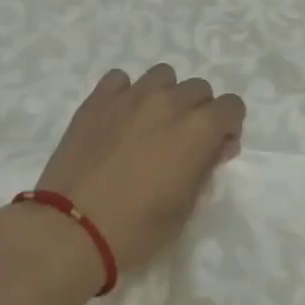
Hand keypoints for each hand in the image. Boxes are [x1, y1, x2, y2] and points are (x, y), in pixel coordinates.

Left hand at [33, 64, 245, 275]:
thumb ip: (205, 166)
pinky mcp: (98, 99)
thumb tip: (216, 144)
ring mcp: (131, 95)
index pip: (232, 105)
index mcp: (198, 129)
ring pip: (162, 76)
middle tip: (180, 143)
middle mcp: (170, 101)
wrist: (72, 228)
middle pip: (198, 88)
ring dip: (164, 96)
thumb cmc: (137, 228)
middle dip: (198, 111)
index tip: (214, 149)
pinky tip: (117, 119)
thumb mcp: (185, 206)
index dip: (227, 127)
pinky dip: (125, 94)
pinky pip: (121, 80)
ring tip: (148, 125)